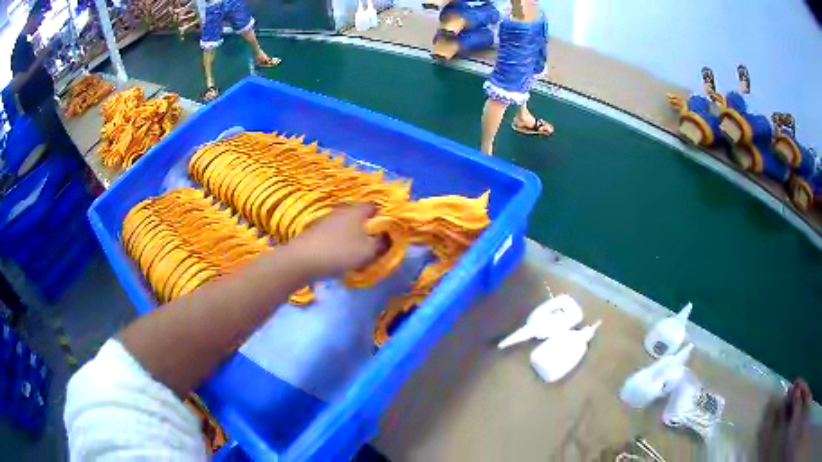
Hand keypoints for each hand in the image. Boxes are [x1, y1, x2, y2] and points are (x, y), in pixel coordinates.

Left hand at [288, 204, 385, 277]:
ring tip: (358, 255)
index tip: (388, 234)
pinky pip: (336, 235)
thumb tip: (388, 237)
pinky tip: (341, 258)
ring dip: (354, 238)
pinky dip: (341, 244)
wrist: (302, 260)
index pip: (376, 207)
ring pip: (348, 227)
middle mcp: (343, 210)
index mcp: (357, 210)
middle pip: (361, 218)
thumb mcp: (368, 250)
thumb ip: (382, 243)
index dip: (385, 218)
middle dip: (369, 230)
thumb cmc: (340, 252)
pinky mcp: (317, 232)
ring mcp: (327, 220)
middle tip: (374, 247)